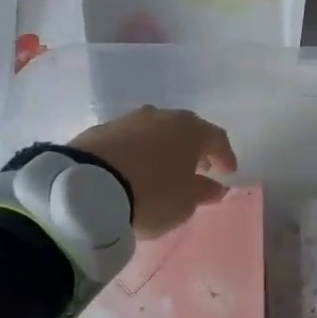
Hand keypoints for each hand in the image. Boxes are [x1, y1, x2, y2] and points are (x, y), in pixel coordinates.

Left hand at [72, 108, 238, 237]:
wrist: (88, 187)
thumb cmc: (151, 194)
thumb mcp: (185, 201)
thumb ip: (204, 191)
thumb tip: (216, 186)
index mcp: (190, 129)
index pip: (216, 138)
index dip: (225, 156)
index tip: (228, 172)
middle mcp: (162, 116)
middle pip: (186, 130)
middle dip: (195, 148)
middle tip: (199, 167)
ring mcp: (130, 119)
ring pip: (156, 131)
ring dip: (164, 147)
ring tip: (165, 168)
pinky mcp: (102, 129)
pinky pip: (130, 139)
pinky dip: (138, 151)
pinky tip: (135, 168)